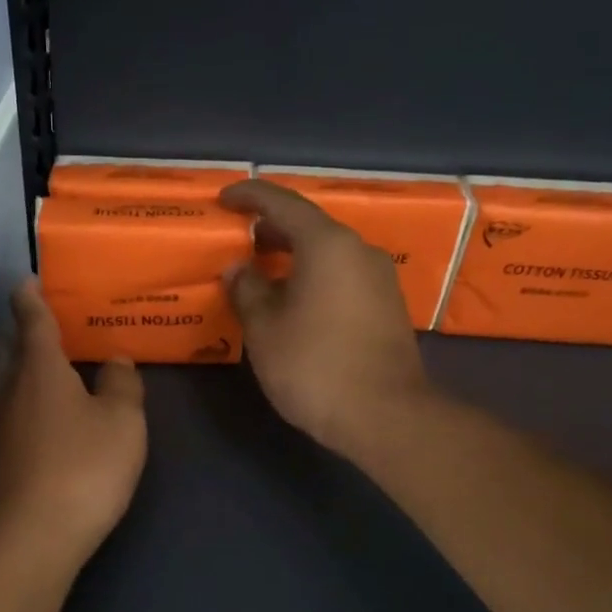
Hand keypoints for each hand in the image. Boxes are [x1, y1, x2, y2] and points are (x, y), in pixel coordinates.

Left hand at [0, 280, 147, 570]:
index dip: (29, 298)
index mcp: (40, 371)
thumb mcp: (123, 424)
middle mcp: (5, 392)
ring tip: (23, 373)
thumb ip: (122, 386)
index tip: (25, 281)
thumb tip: (115, 360)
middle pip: (7, 351)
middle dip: (18, 333)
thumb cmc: (83, 472)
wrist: (26, 542)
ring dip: (8, 375)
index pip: (32, 321)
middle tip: (32, 325)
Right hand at [220, 179, 431, 459]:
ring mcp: (379, 278)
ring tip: (261, 271)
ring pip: (328, 253)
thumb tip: (239, 268)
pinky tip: (292, 300)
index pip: (283, 203)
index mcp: (327, 244)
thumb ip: (247, 289)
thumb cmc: (314, 365)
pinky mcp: (387, 306)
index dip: (250, 196)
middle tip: (239, 239)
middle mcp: (359, 251)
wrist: (385, 415)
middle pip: (310, 226)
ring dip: (294, 255)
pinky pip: (342, 275)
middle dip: (271, 229)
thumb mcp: (264, 328)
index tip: (224, 199)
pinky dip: (314, 276)